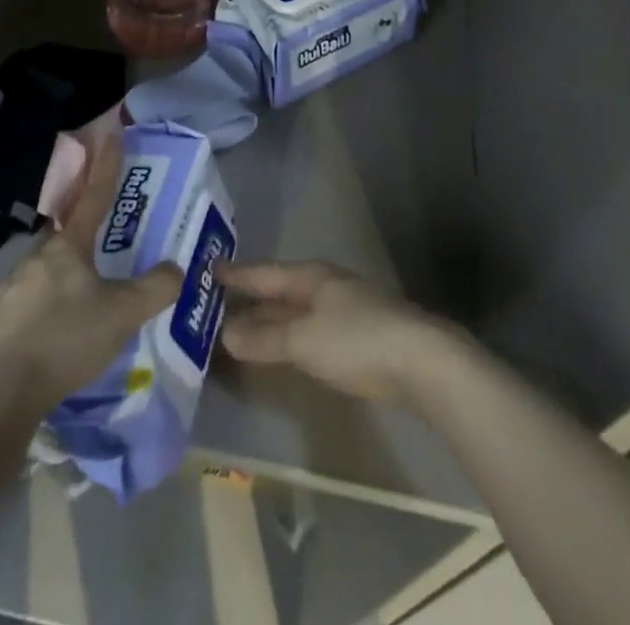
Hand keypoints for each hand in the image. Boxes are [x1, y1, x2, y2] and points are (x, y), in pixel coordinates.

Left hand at [0, 131, 182, 412]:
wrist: (2, 393)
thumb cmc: (67, 340)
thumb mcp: (124, 314)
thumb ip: (156, 288)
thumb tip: (177, 268)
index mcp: (68, 249)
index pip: (94, 197)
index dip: (106, 166)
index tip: (111, 134)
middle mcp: (36, 259)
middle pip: (67, 240)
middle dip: (84, 242)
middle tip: (103, 260)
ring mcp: (9, 290)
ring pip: (44, 276)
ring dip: (63, 284)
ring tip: (79, 314)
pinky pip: (24, 308)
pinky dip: (40, 315)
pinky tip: (49, 339)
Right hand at [217, 260, 460, 405]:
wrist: (421, 360)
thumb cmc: (356, 340)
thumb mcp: (303, 340)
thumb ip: (265, 338)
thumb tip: (226, 334)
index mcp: (310, 276)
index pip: (263, 272)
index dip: (236, 273)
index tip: (208, 270)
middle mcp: (324, 285)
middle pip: (279, 290)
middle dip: (249, 297)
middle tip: (214, 303)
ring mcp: (342, 309)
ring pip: (294, 310)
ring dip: (268, 320)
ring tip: (237, 329)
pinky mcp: (356, 335)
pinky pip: (308, 329)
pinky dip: (287, 336)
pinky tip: (280, 349)